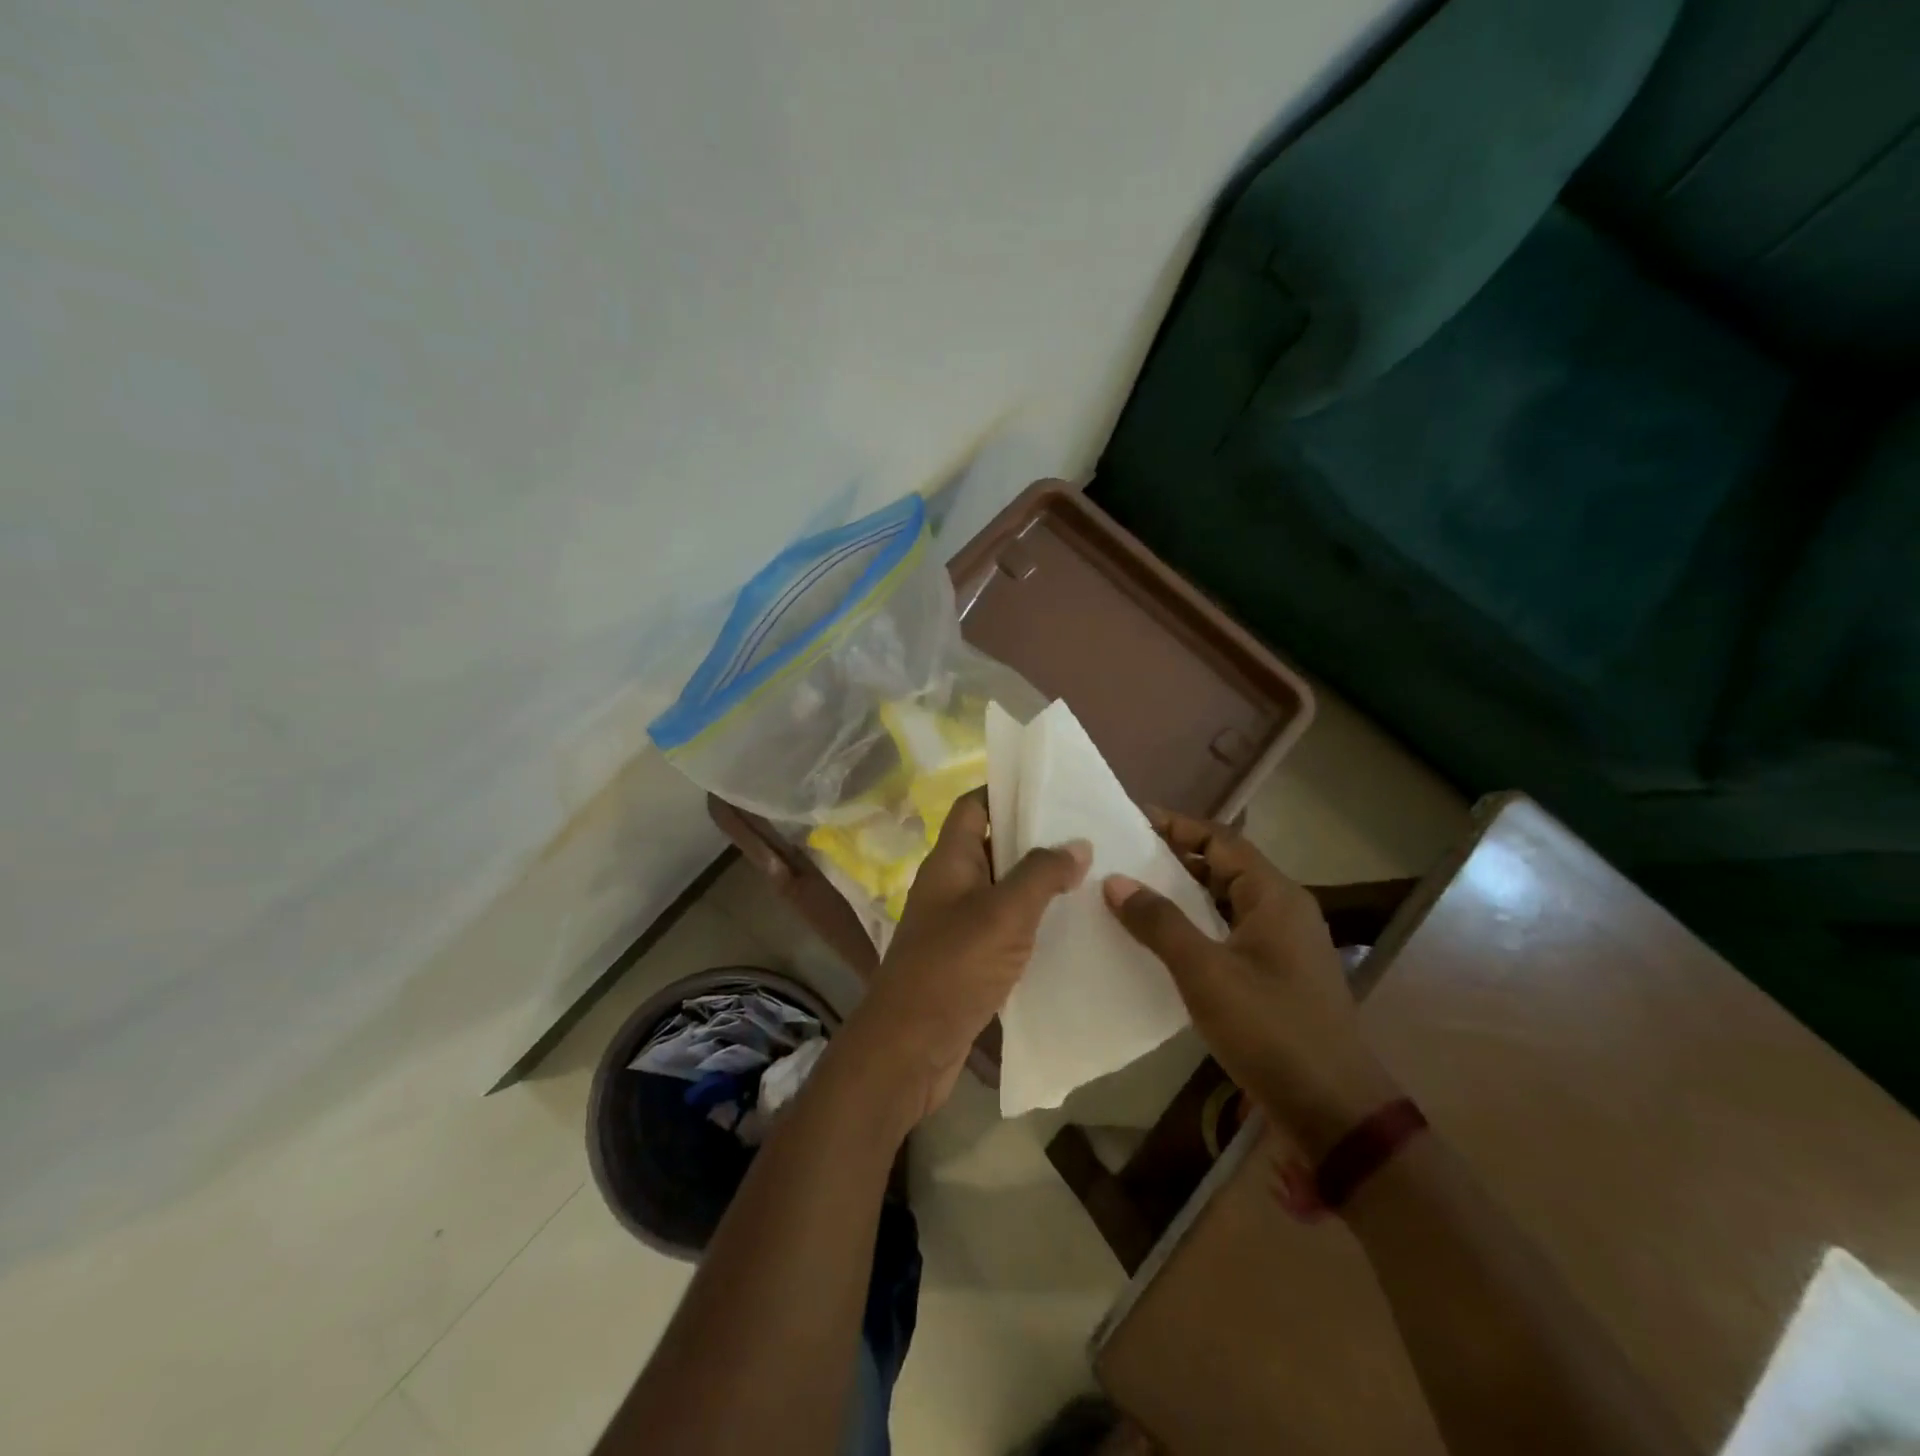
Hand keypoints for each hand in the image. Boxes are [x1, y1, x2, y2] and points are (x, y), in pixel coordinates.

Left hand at [835, 789, 1088, 1129]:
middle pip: (992, 845)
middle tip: (1087, 834)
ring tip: (1090, 876)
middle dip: (1034, 837)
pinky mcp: (968, 960)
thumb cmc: (953, 967)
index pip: (973, 805)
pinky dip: (1031, 922)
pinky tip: (1069, 928)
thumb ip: (1041, 874)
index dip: (1005, 790)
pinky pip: (1004, 928)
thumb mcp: (1004, 913)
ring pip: (1002, 889)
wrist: (910, 1047)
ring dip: (1038, 883)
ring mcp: (957, 924)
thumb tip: (1077, 843)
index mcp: (950, 860)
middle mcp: (951, 885)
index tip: (1051, 788)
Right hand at [1102, 809, 1398, 1158]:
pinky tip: (1163, 942)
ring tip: (1134, 893)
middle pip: (1225, 866)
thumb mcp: (1206, 973)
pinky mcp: (1278, 974)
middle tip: (1124, 857)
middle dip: (1176, 858)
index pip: (1221, 840)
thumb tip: (1116, 880)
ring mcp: (1284, 944)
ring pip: (1226, 901)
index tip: (1132, 820)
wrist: (1334, 1111)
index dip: (1177, 825)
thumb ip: (1160, 923)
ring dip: (1185, 893)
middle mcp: (1284, 910)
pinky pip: (1230, 931)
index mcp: (1274, 896)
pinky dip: (1197, 925)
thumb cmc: (1271, 1030)